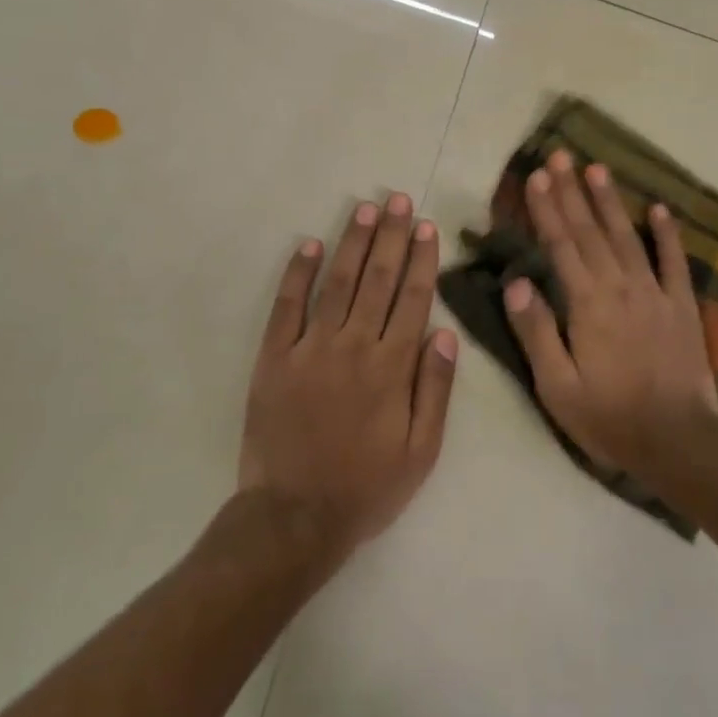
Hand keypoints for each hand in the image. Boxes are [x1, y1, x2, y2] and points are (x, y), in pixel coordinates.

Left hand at [239, 193, 457, 551]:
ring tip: (365, 209)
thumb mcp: (421, 451)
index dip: (420, 260)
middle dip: (391, 236)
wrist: (295, 517)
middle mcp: (353, 347)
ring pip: (337, 283)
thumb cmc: (367, 487)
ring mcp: (309, 349)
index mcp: (391, 368)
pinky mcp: (273, 359)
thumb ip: (435, 390)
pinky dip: (298, 274)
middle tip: (399, 199)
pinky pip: (286, 307)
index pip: (412, 299)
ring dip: (352, 243)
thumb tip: (443, 333)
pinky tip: (310, 245)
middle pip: (377, 280)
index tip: (426, 227)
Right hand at [502, 152, 717, 483]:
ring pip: (627, 237)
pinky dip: (666, 234)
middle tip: (560, 156)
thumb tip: (516, 283)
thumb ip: (536, 332)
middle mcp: (620, 287)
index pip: (561, 245)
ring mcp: (655, 293)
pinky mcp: (682, 307)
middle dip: (572, 192)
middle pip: (591, 232)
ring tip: (597, 169)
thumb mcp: (557, 387)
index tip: (535, 177)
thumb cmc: (608, 418)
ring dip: (610, 202)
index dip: (546, 209)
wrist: (677, 441)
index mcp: (587, 304)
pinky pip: (674, 262)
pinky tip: (659, 209)